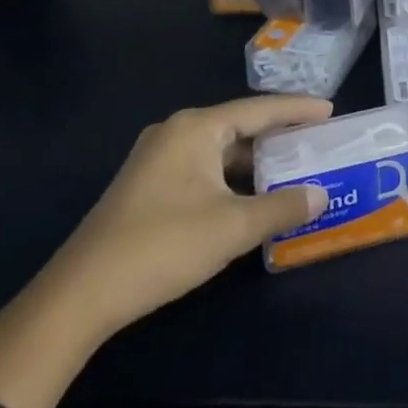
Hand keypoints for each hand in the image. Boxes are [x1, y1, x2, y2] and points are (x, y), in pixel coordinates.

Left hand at [0, 95, 331, 407]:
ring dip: (254, 162)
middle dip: (278, 137)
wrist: (77, 297)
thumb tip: (321, 195)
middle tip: (315, 143)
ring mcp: (156, 159)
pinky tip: (248, 197)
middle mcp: (176, 132)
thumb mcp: (232, 227)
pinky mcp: (146, 186)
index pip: (260, 109)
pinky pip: (202, 168)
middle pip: (240, 127)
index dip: (298, 109)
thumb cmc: (162, 246)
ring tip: (290, 170)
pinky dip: (230, 178)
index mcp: (197, 128)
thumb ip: (281, 207)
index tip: (330, 110)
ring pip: (220, 151)